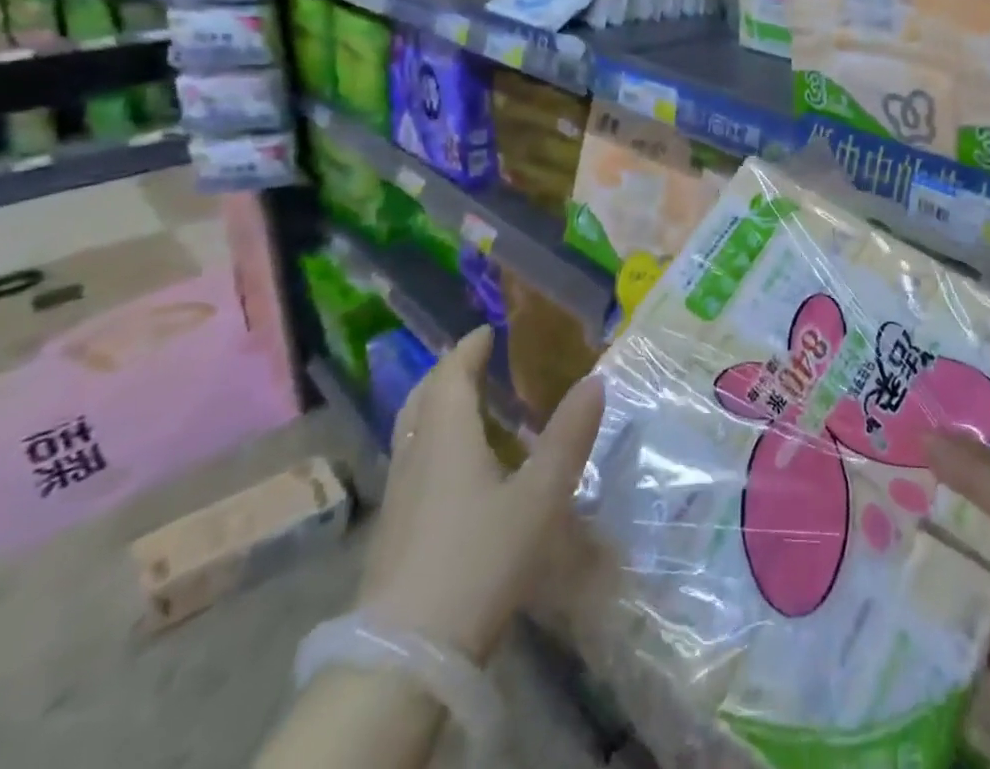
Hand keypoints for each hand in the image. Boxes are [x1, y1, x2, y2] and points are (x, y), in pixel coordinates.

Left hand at [357, 327, 604, 662]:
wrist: (404, 658)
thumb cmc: (479, 560)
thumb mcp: (541, 496)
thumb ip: (569, 436)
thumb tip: (596, 380)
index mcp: (447, 437)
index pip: (452, 376)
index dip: (468, 349)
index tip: (486, 331)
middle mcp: (416, 457)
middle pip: (422, 399)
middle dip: (446, 373)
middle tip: (474, 360)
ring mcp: (398, 496)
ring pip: (411, 432)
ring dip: (435, 406)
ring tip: (465, 405)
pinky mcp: (393, 532)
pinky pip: (411, 461)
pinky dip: (430, 441)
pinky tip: (452, 468)